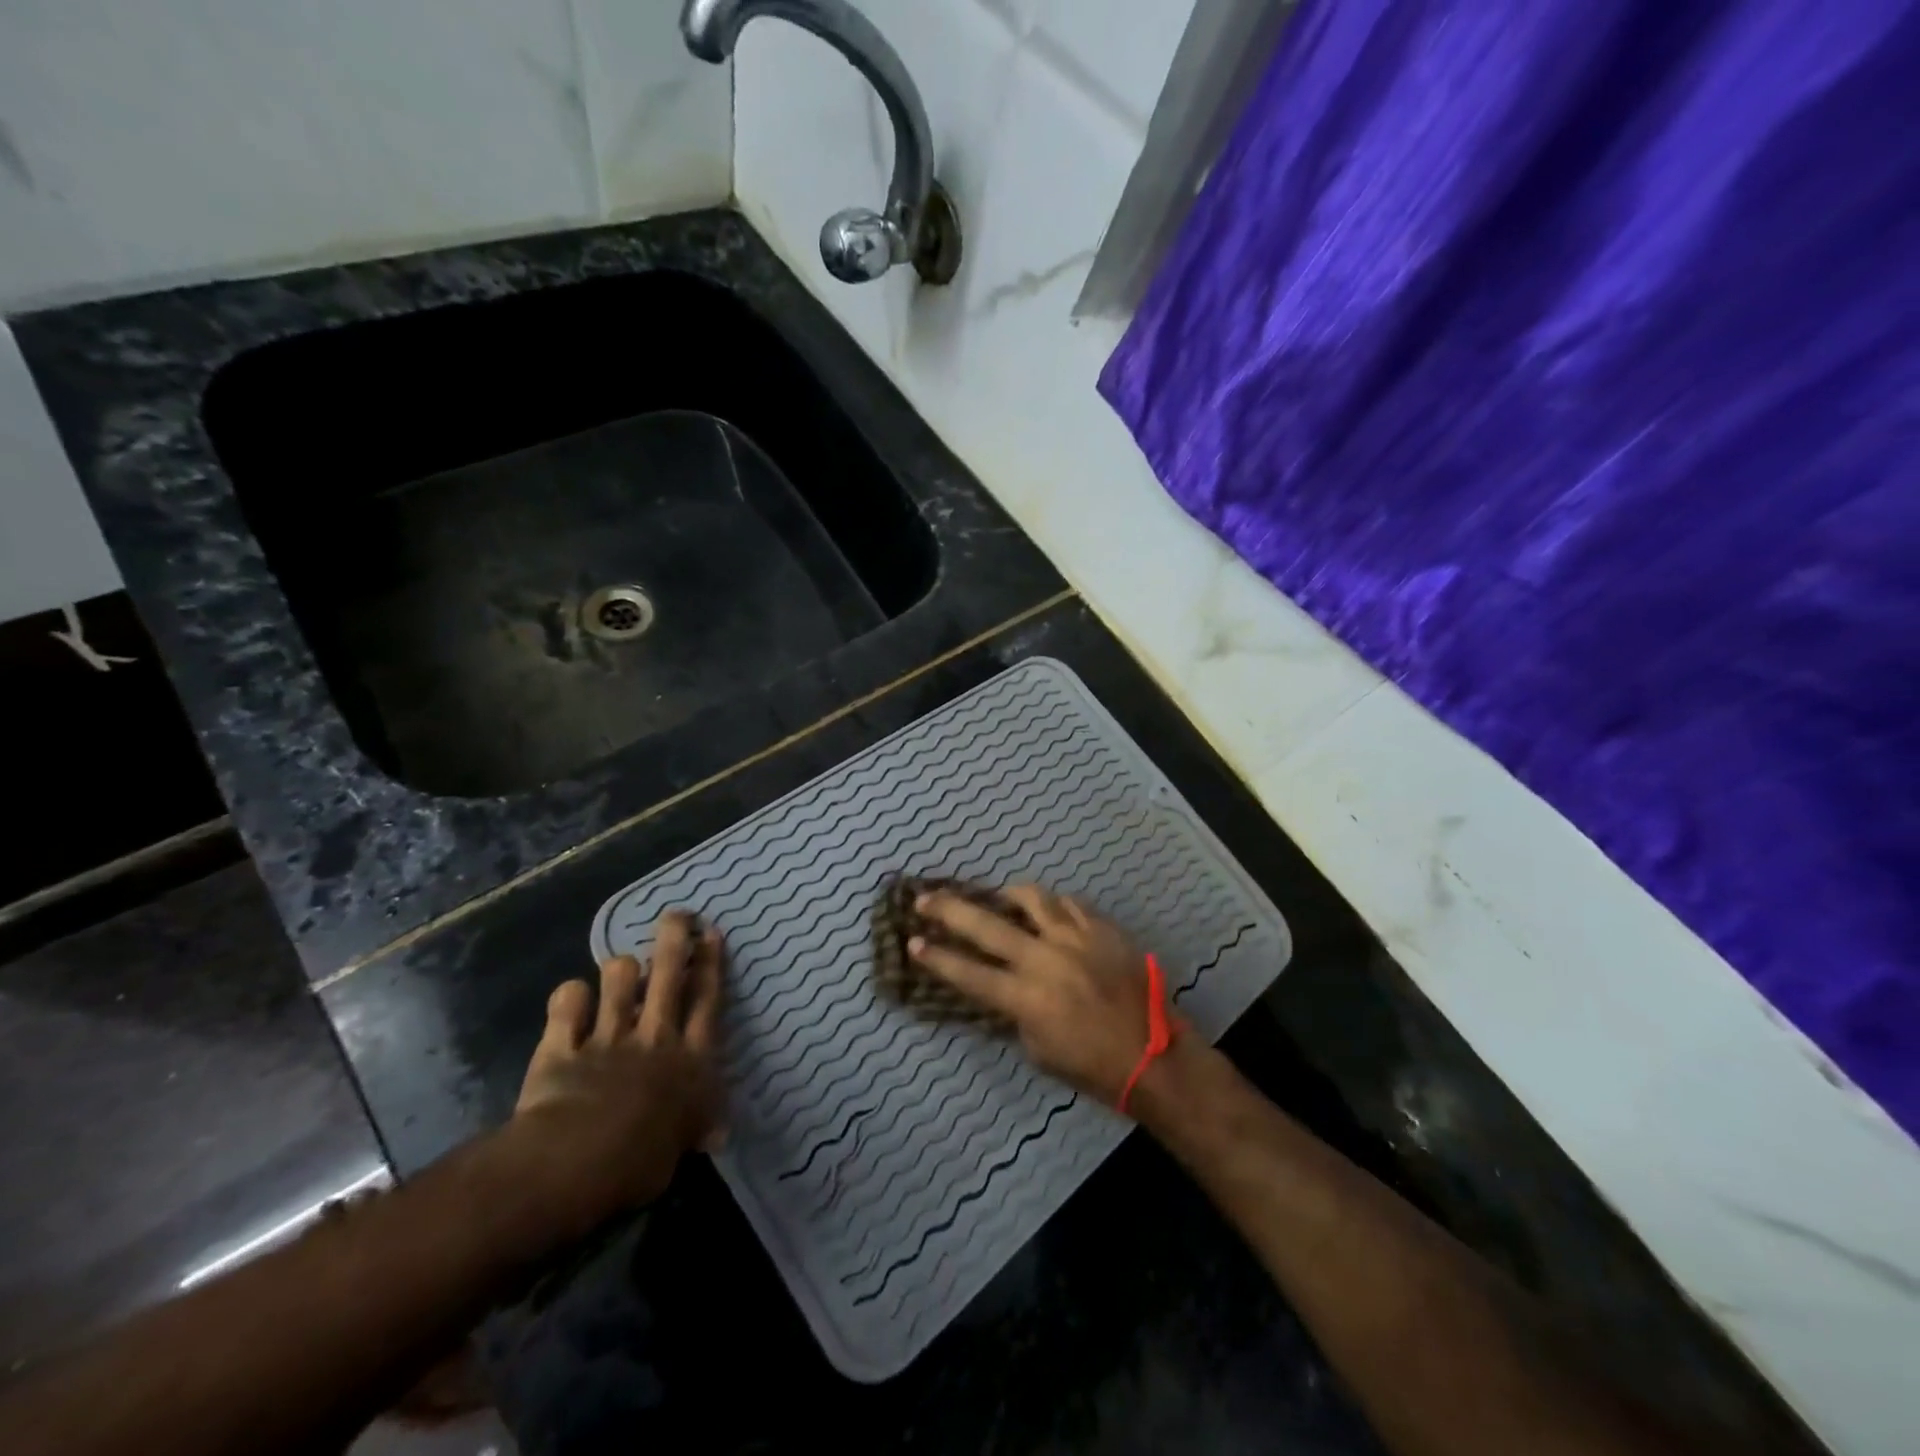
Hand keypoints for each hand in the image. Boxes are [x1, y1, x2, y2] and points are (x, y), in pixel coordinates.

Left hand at [505, 910, 725, 1231]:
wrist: (578, 1162)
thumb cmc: (643, 1161)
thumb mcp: (684, 1147)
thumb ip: (698, 1127)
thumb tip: (715, 1133)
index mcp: (690, 1058)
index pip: (707, 999)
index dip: (710, 962)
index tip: (710, 933)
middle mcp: (655, 1036)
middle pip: (668, 973)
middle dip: (674, 937)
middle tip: (677, 915)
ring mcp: (608, 1036)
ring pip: (618, 980)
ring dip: (620, 970)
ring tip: (620, 969)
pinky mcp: (564, 1045)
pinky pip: (567, 1006)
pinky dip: (569, 999)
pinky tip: (571, 999)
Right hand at [909, 885, 1185, 1107]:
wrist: (1154, 1054)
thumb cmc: (1093, 1066)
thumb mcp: (1039, 1050)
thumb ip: (1016, 1013)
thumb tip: (1005, 987)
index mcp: (1025, 998)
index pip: (968, 973)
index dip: (937, 958)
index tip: (913, 942)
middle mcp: (1044, 959)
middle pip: (987, 925)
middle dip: (949, 910)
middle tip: (926, 898)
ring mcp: (1076, 938)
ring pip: (1032, 899)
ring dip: (1008, 896)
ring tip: (999, 898)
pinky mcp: (1102, 928)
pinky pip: (1070, 905)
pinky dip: (1054, 906)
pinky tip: (1050, 912)